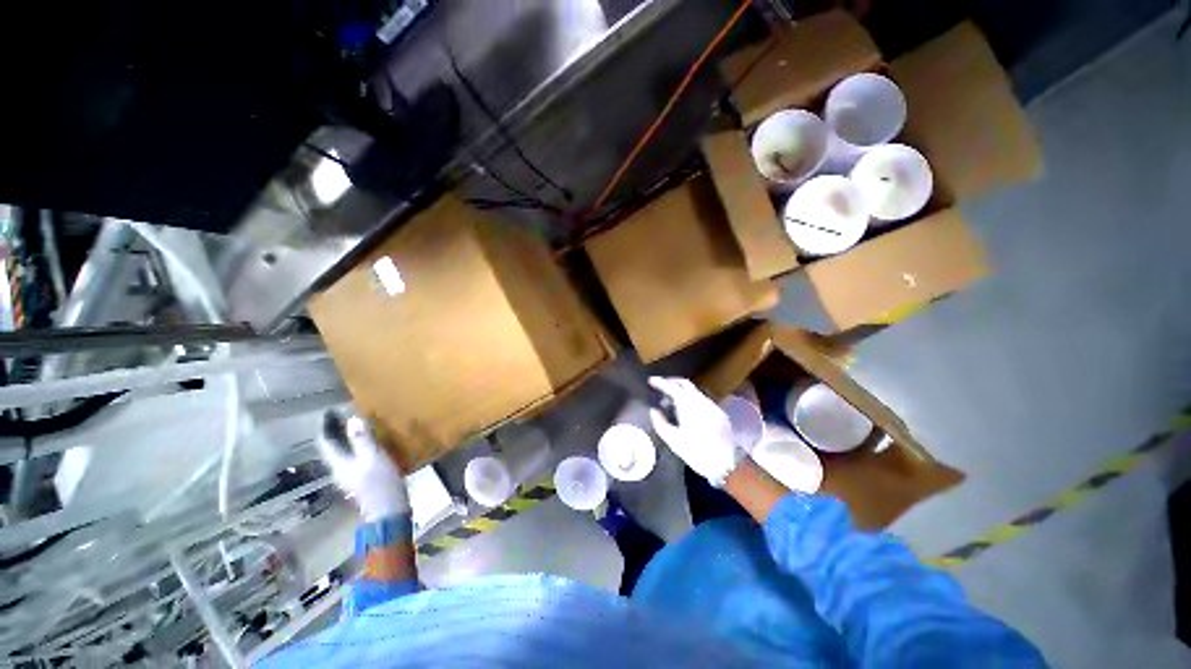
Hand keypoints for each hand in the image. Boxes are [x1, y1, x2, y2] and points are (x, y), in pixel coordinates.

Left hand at [317, 411, 409, 521]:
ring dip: (347, 439)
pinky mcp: (360, 479)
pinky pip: (354, 458)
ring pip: (343, 453)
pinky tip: (369, 444)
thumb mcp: (373, 457)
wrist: (388, 509)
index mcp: (339, 463)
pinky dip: (357, 447)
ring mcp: (349, 476)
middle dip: (337, 431)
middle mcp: (339, 469)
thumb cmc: (380, 482)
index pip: (326, 442)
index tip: (331, 411)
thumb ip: (362, 440)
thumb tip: (352, 419)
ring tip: (358, 426)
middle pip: (333, 447)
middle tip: (346, 416)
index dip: (327, 426)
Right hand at [648, 377, 743, 486]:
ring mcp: (712, 406)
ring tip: (672, 400)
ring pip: (695, 391)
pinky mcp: (719, 414)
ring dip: (682, 390)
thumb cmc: (696, 452)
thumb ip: (660, 423)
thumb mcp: (673, 440)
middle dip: (672, 381)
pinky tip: (687, 410)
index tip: (651, 381)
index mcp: (688, 404)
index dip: (660, 382)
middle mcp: (701, 400)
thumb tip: (654, 411)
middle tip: (661, 385)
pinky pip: (702, 400)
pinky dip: (691, 399)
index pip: (672, 386)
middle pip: (685, 383)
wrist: (727, 463)